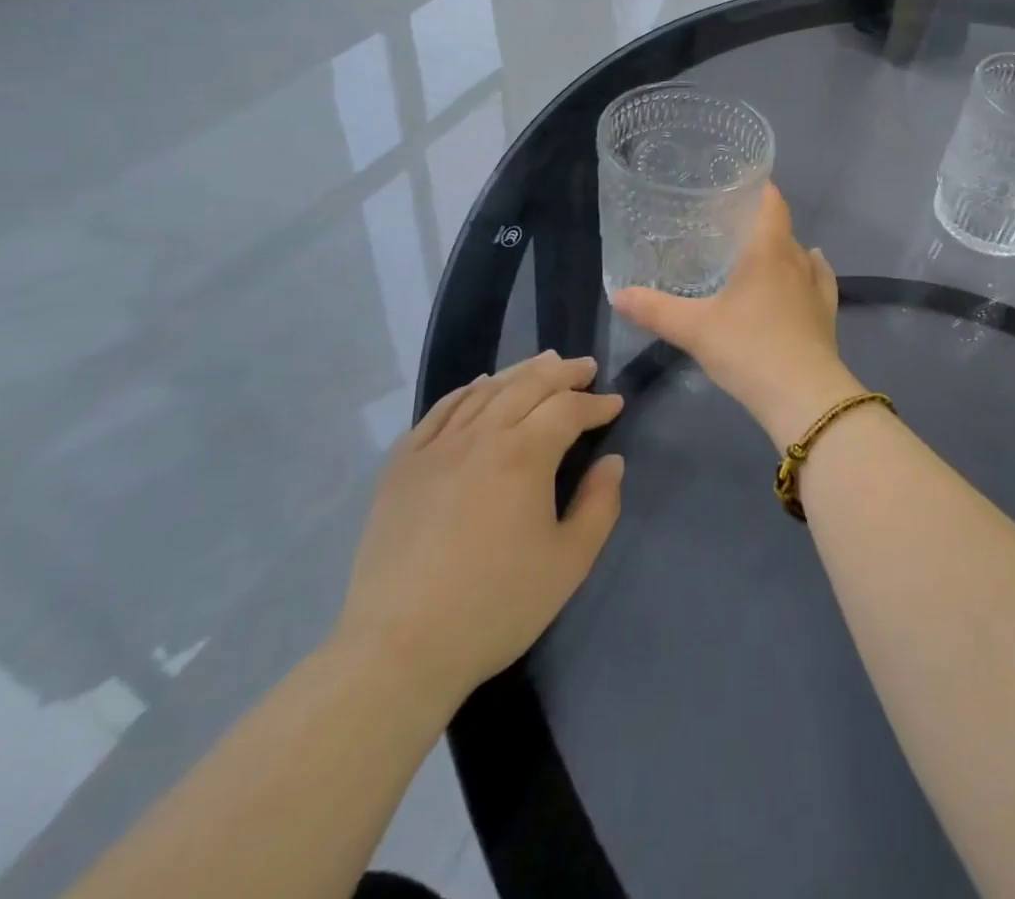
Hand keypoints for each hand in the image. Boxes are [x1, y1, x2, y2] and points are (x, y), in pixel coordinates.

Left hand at [332, 352, 624, 721]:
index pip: (568, 409)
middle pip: (528, 384)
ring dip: (520, 372)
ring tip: (543, 364)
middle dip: (563, 372)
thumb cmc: (496, 606)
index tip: (615, 404)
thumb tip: (611, 462)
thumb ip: (600, 505)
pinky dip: (468, 390)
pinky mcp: (402, 465)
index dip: (596, 403)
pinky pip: (440, 410)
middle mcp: (480, 437)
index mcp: (524, 455)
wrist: (399, 649)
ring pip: (484, 390)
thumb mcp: (570, 562)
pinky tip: (480, 387)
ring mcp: (435, 447)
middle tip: (585, 368)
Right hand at [613, 185, 861, 447]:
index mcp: (768, 251)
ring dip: (784, 250)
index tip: (739, 183)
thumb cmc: (748, 348)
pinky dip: (811, 272)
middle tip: (730, 227)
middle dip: (760, 223)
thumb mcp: (694, 329)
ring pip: (802, 256)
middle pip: (782, 230)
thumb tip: (619, 295)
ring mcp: (817, 289)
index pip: (772, 204)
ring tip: (759, 253)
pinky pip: (820, 282)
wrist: (803, 396)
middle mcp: (797, 261)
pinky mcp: (827, 316)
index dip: (760, 188)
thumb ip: (656, 310)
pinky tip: (809, 272)